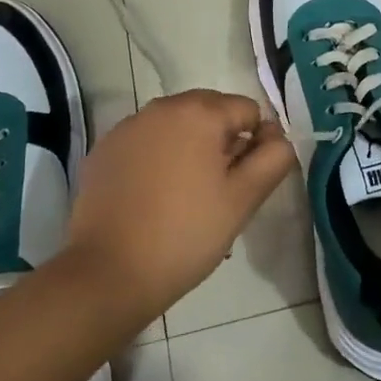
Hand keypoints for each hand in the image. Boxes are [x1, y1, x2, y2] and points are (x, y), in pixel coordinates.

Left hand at [64, 89, 295, 318]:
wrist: (109, 273)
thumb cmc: (186, 233)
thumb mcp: (243, 199)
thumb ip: (273, 159)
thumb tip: (276, 137)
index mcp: (199, 112)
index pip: (247, 110)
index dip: (255, 144)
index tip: (243, 183)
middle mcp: (161, 107)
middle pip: (210, 111)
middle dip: (221, 142)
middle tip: (217, 191)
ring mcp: (128, 127)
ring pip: (176, 126)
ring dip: (189, 149)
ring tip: (185, 198)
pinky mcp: (104, 150)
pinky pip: (145, 143)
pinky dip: (156, 159)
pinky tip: (152, 199)